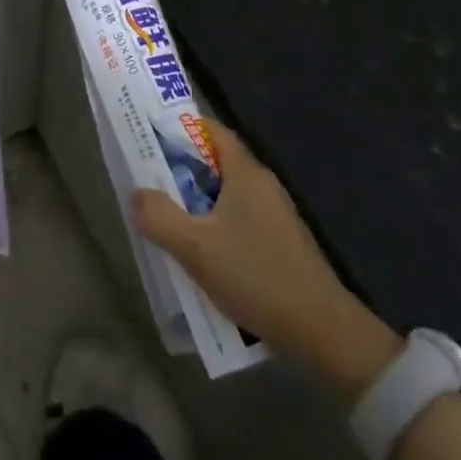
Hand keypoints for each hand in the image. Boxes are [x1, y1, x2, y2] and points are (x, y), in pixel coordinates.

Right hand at [132, 117, 399, 399]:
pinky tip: (199, 252)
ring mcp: (276, 217)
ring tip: (165, 216)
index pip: (213, 131)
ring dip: (196, 201)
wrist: (323, 332)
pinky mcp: (280, 244)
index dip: (182, 127)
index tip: (151, 133)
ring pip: (226, 196)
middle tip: (147, 179)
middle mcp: (264, 187)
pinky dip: (214, 226)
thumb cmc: (256, 276)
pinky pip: (238, 221)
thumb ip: (159, 216)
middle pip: (217, 163)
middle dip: (181, 168)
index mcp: (247, 175)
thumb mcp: (195, 247)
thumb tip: (137, 194)